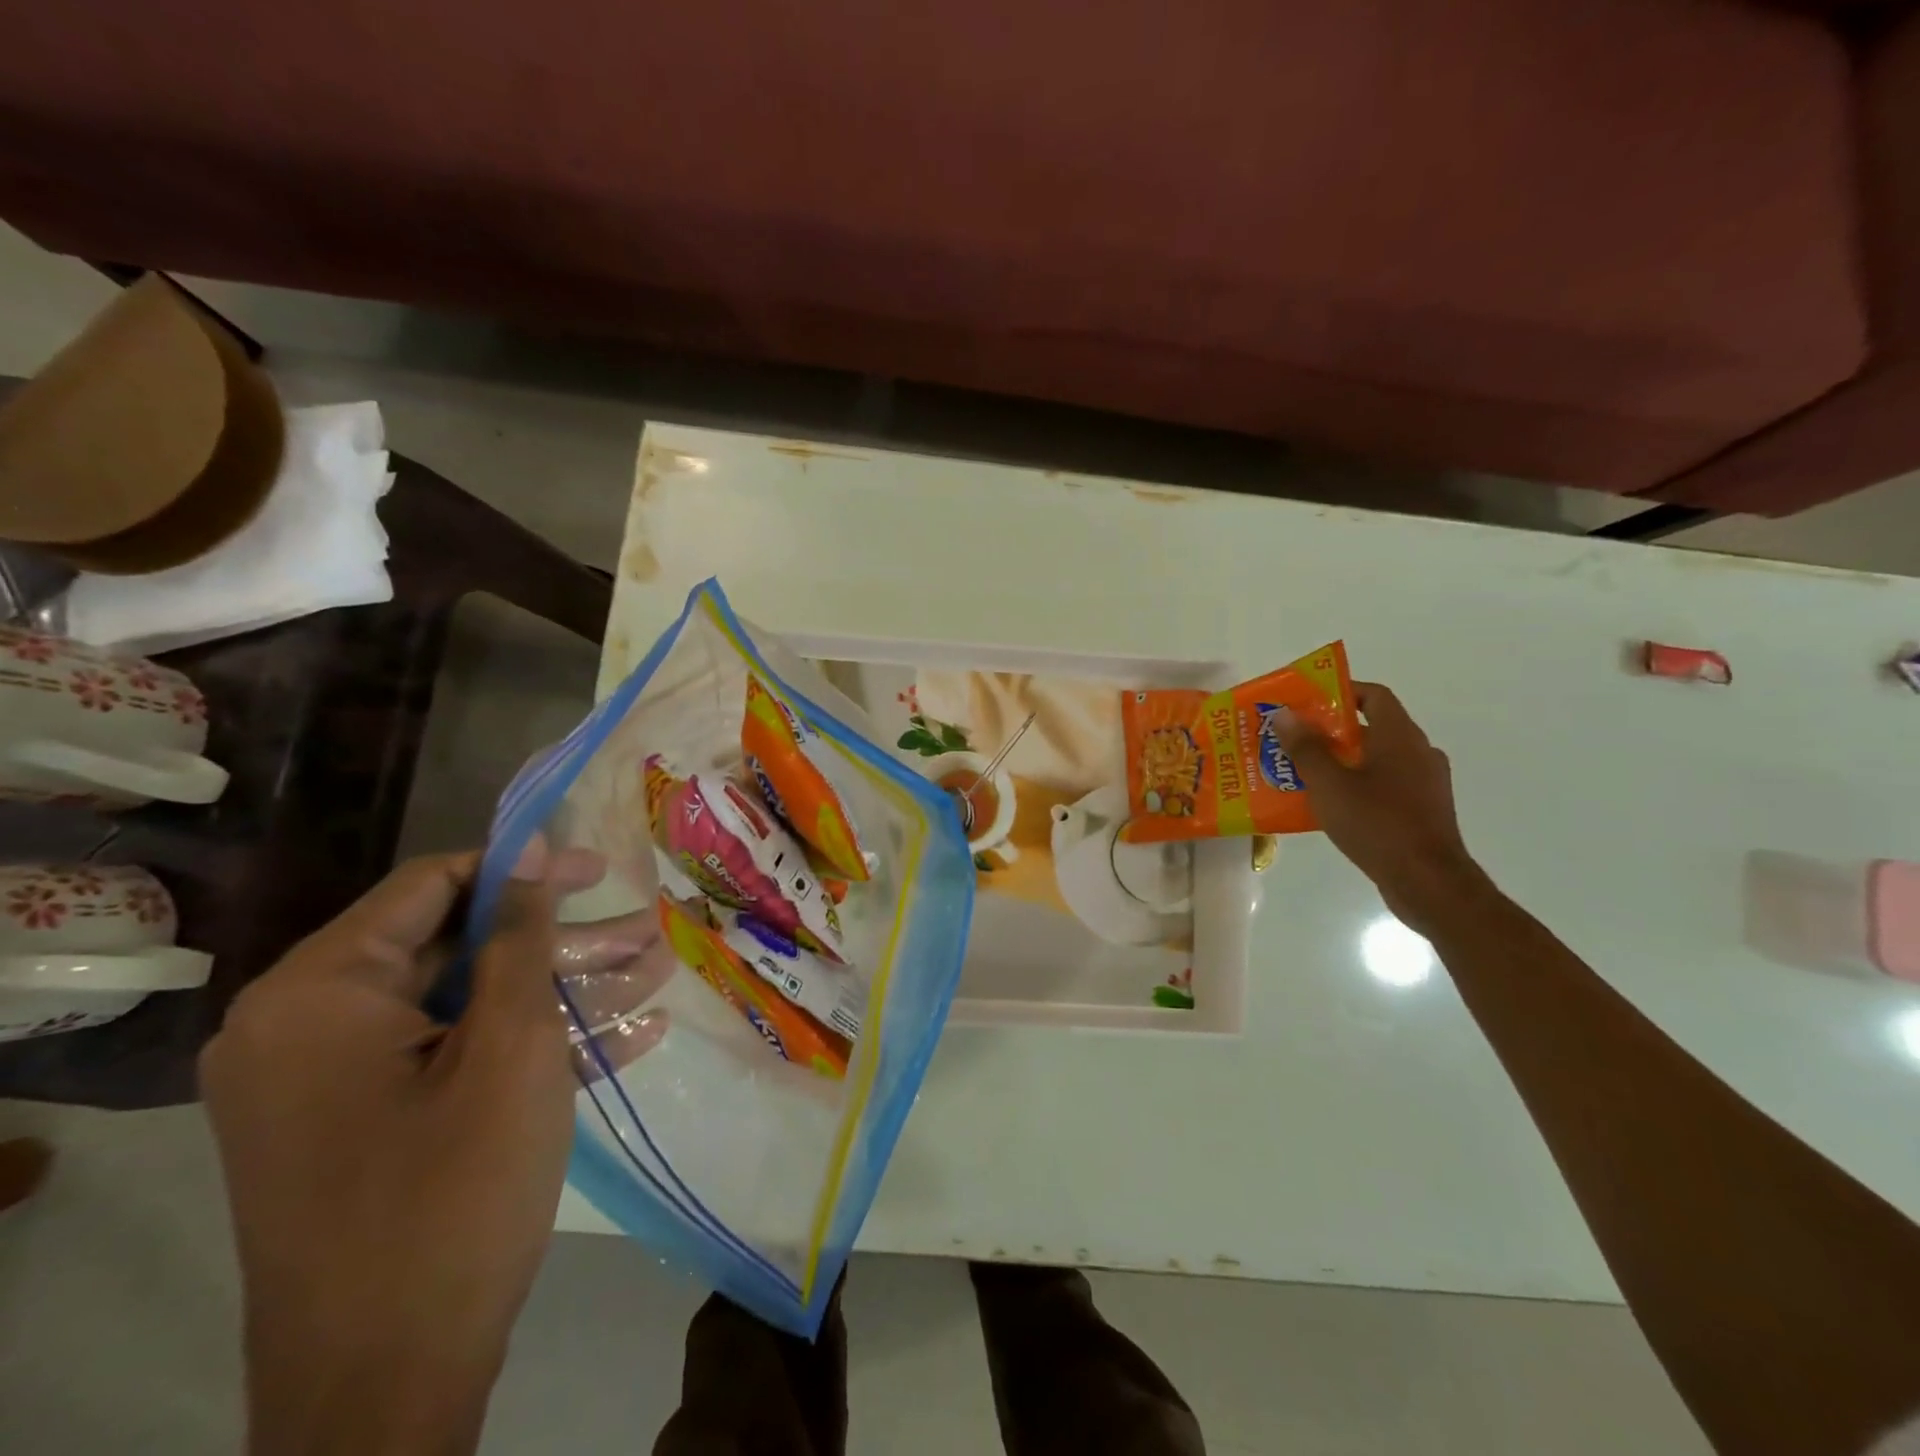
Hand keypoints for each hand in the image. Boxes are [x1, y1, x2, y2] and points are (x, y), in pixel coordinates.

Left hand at [201, 842, 670, 1455]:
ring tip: (651, 976)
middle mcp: (305, 1027)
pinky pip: (452, 1057)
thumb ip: (521, 937)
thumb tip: (534, 850)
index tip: (601, 871)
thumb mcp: (509, 1047)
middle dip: (561, 941)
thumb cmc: (452, 1194)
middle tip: (643, 933)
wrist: (386, 1389)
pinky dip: (527, 1044)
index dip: (523, 870)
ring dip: (561, 990)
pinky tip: (622, 1038)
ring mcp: (330, 1083)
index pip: (430, 886)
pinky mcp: (362, 1125)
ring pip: (466, 1004)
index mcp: (317, 994)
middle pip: (455, 947)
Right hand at [1273, 682, 1491, 933]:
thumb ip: (1306, 748)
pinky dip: (1359, 786)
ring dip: (1343, 761)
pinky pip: (1386, 786)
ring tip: (1305, 774)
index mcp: (1400, 737)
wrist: (1428, 883)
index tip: (1308, 702)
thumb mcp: (1329, 785)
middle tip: (1295, 740)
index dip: (1342, 691)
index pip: (1374, 695)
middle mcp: (1419, 753)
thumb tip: (1286, 714)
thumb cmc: (1377, 824)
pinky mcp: (1424, 811)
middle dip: (1332, 731)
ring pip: (1378, 760)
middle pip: (1373, 728)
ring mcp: (1426, 784)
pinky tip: (1331, 806)